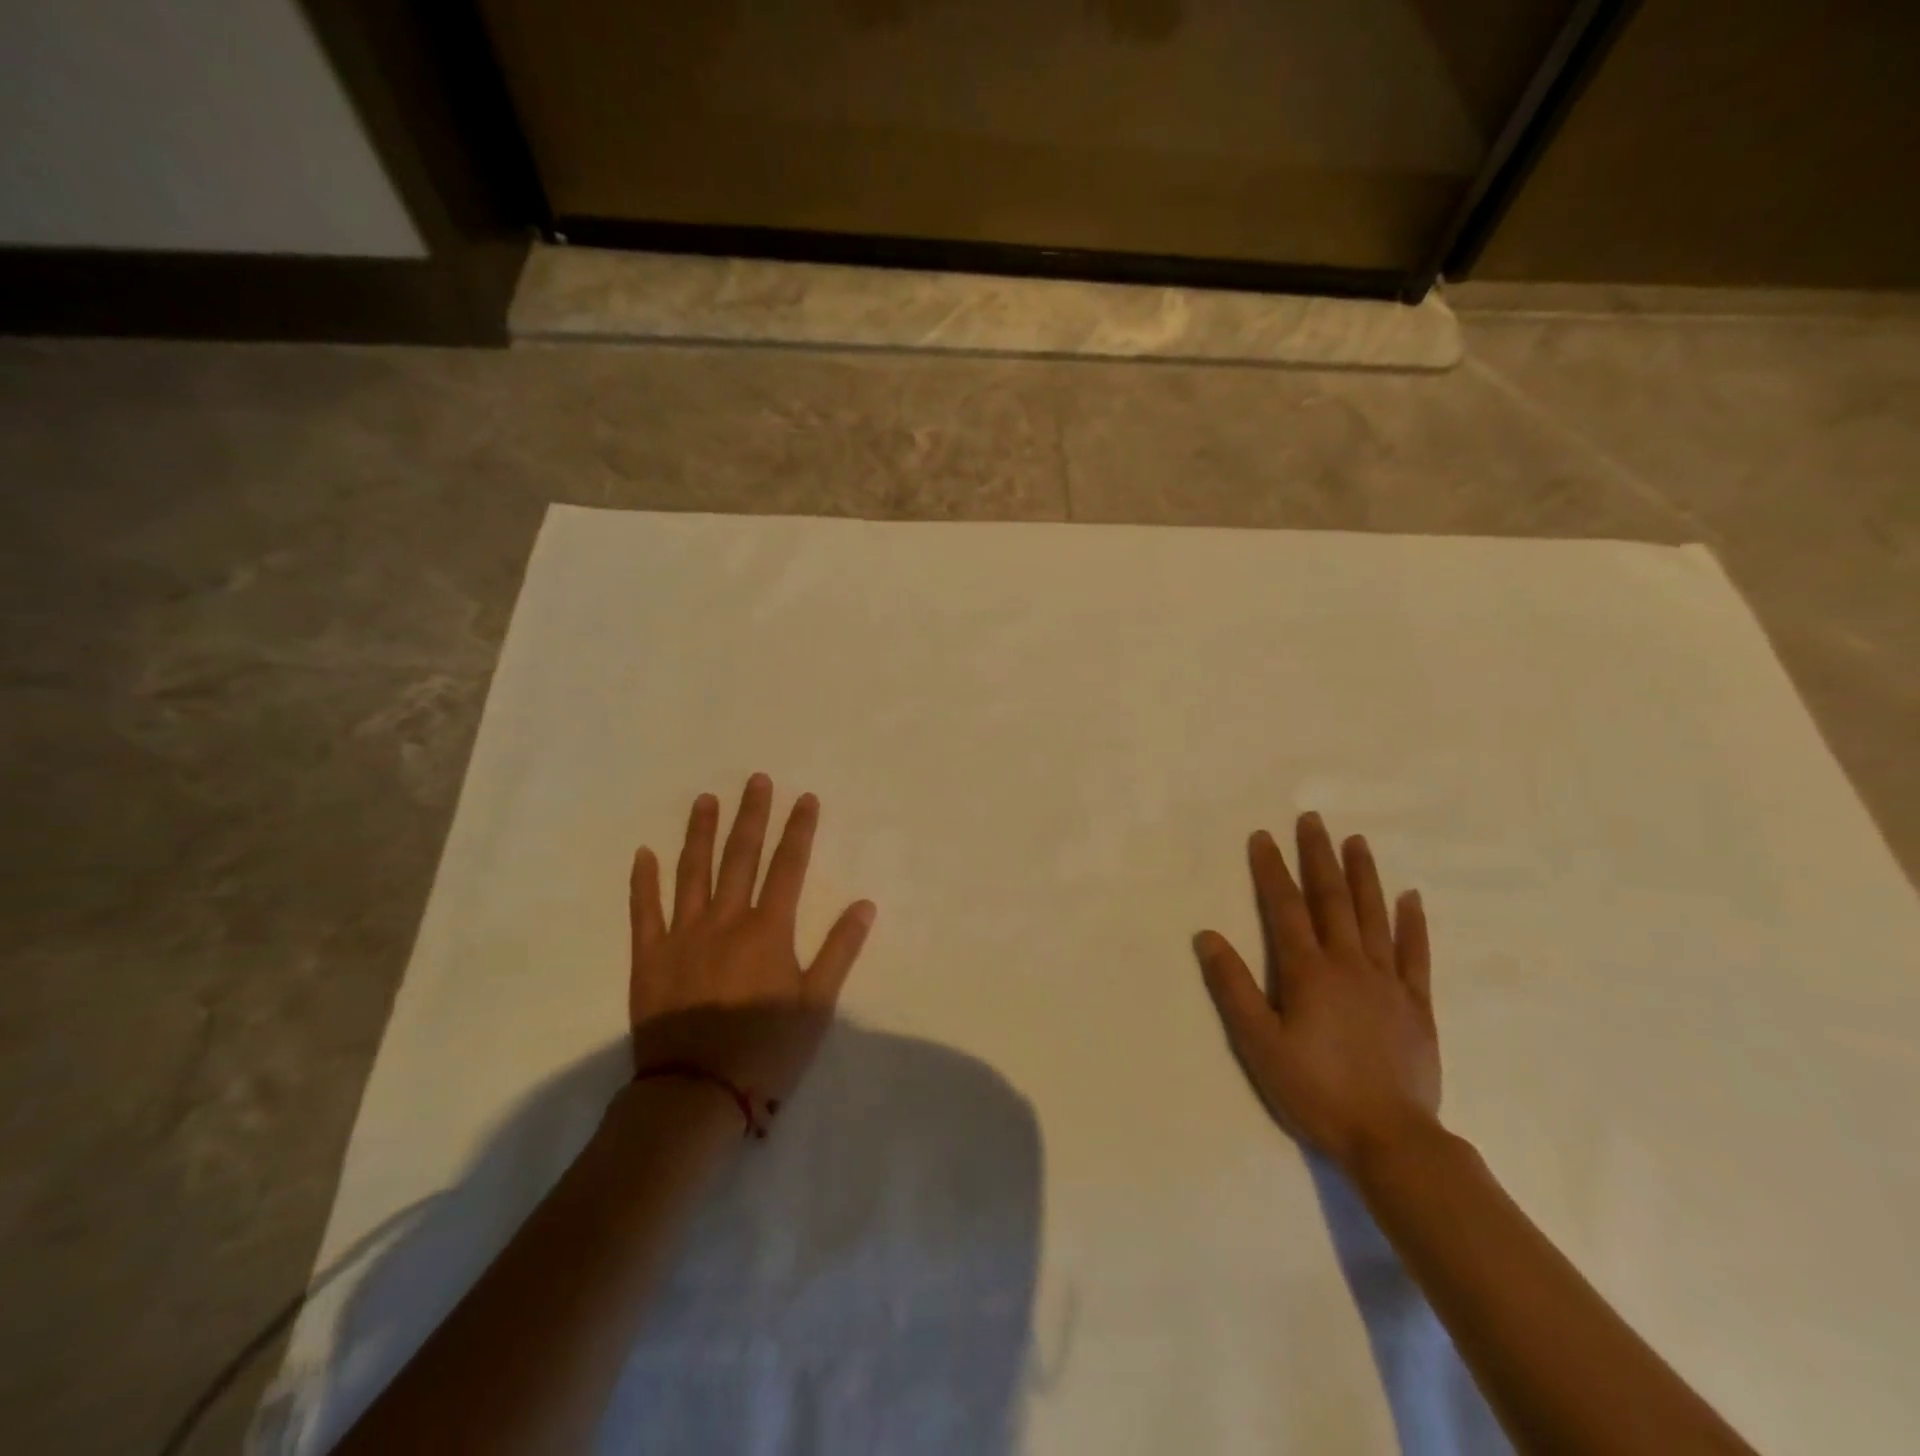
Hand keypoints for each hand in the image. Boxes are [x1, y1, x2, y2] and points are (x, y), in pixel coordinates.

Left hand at [627, 774, 875, 1104]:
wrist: (696, 1092)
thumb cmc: (765, 1050)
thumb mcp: (816, 1004)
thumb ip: (840, 950)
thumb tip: (865, 904)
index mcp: (768, 930)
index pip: (788, 866)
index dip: (799, 829)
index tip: (805, 798)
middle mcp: (725, 920)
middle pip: (741, 857)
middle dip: (752, 816)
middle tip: (755, 779)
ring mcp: (682, 934)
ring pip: (692, 871)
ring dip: (700, 833)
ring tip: (705, 800)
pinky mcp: (649, 956)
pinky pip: (644, 910)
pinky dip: (643, 880)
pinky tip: (643, 852)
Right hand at [1194, 812, 1439, 1173]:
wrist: (1391, 1139)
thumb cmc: (1315, 1090)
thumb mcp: (1259, 1043)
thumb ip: (1232, 987)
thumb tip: (1207, 935)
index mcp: (1308, 971)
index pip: (1285, 907)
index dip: (1272, 870)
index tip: (1263, 836)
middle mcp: (1349, 964)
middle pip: (1331, 899)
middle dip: (1319, 857)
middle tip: (1313, 820)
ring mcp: (1387, 982)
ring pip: (1374, 916)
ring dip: (1363, 876)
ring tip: (1356, 841)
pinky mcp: (1416, 1005)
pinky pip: (1415, 954)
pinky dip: (1412, 923)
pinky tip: (1410, 897)